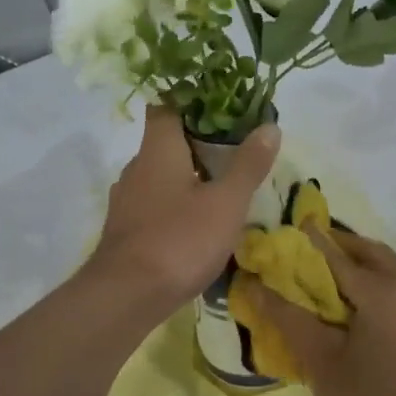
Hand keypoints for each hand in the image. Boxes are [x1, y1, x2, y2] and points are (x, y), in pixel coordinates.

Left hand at [88, 104, 280, 317]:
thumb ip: (248, 165)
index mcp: (158, 150)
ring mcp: (126, 201)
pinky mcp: (125, 230)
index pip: (166, 105)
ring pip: (159, 175)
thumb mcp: (226, 203)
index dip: (192, 99)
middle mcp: (136, 168)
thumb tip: (270, 126)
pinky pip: (154, 204)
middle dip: (197, 142)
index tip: (222, 106)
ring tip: (221, 187)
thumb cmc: (179, 240)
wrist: (126, 296)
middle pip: (165, 141)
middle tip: (235, 149)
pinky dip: (175, 204)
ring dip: (187, 176)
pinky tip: (196, 223)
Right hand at [243, 228, 395, 395]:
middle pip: (373, 254)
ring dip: (364, 263)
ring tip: (331, 273)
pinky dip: (382, 281)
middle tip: (310, 250)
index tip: (293, 225)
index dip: (313, 242)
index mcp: (385, 292)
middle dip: (342, 247)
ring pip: (393, 269)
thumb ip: (286, 314)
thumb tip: (252, 284)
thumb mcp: (318, 357)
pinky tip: (359, 301)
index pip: (340, 256)